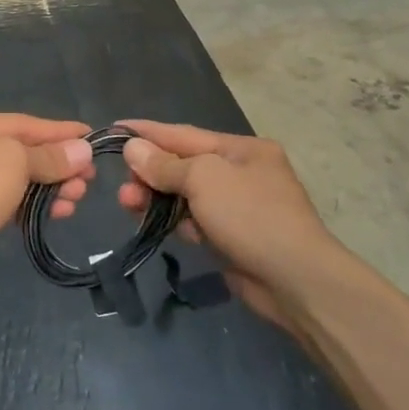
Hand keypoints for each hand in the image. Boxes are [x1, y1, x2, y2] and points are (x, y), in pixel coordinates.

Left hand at [0, 114, 94, 289]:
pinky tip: (61, 211)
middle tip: (90, 176)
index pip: (20, 123)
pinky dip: (37, 204)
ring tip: (79, 196)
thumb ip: (49, 156)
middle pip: (21, 152)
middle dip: (57, 164)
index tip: (92, 136)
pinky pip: (13, 202)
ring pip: (19, 179)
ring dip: (51, 186)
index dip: (58, 131)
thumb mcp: (12, 162)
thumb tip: (82, 150)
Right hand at [117, 120, 337, 329]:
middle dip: (149, 172)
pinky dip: (172, 220)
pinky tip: (151, 224)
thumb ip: (165, 164)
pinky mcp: (231, 237)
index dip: (147, 132)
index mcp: (242, 149)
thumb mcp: (204, 179)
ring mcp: (237, 207)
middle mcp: (241, 172)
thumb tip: (133, 149)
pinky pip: (193, 221)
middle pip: (183, 165)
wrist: (295, 280)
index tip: (113, 129)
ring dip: (155, 197)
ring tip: (127, 204)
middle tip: (121, 186)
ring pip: (185, 195)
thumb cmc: (250, 215)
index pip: (184, 134)